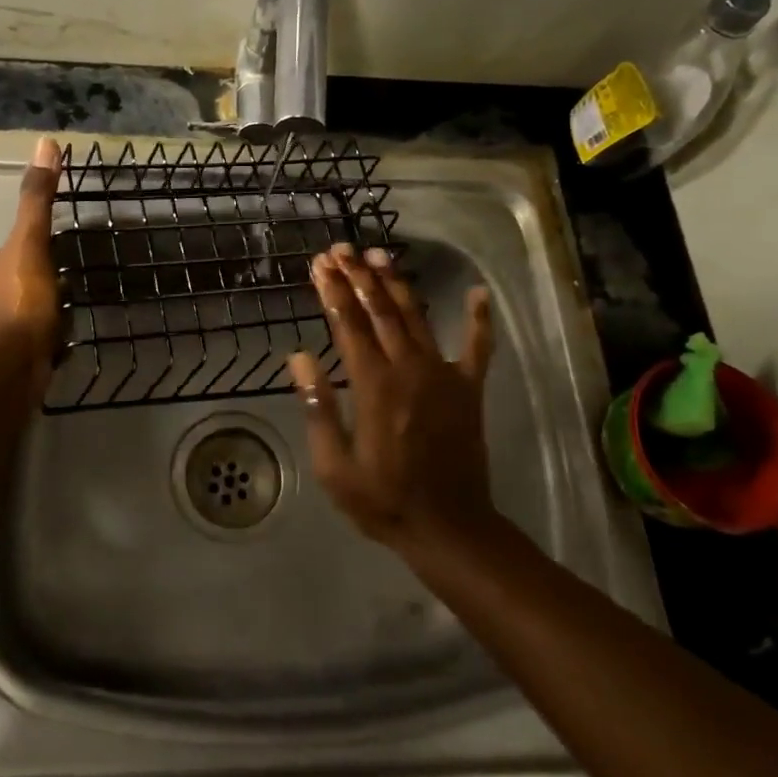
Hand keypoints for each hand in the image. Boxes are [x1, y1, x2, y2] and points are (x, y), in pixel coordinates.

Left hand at [0, 137, 62, 391]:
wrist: (9, 366)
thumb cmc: (19, 301)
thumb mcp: (31, 242)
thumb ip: (37, 199)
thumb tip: (45, 144)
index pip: (13, 251)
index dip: (34, 249)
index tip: (58, 251)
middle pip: (21, 282)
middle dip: (42, 283)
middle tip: (73, 283)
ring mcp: (1, 333)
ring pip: (28, 314)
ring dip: (46, 313)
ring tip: (74, 313)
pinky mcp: (15, 361)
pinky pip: (37, 343)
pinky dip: (49, 342)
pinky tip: (67, 345)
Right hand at [288, 245, 497, 552]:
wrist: (449, 527)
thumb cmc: (382, 499)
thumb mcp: (334, 464)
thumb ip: (317, 406)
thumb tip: (299, 356)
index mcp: (374, 385)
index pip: (347, 324)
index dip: (332, 291)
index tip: (319, 265)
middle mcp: (409, 368)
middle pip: (380, 310)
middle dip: (358, 276)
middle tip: (341, 249)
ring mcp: (444, 374)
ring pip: (417, 317)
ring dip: (397, 284)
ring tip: (379, 255)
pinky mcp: (469, 388)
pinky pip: (477, 347)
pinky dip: (478, 319)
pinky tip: (478, 293)